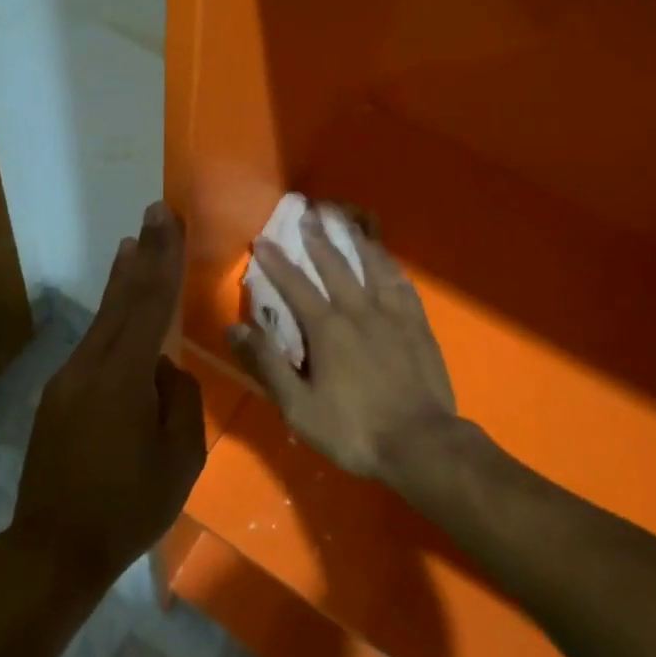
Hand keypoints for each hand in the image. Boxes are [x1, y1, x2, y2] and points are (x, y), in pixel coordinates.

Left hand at [11, 203, 206, 591]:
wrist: (53, 549)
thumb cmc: (128, 507)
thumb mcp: (180, 457)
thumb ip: (179, 399)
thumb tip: (165, 369)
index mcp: (124, 377)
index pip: (150, 304)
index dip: (162, 258)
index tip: (167, 219)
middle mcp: (90, 365)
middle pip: (122, 299)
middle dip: (142, 254)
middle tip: (155, 213)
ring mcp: (68, 379)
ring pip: (103, 318)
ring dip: (121, 280)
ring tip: (130, 245)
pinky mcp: (59, 395)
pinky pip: (94, 344)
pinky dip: (111, 317)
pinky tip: (119, 312)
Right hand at [228, 208, 457, 483]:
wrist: (421, 443)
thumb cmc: (354, 430)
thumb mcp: (299, 407)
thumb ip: (267, 364)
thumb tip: (234, 327)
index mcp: (327, 328)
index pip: (296, 285)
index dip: (277, 262)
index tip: (263, 239)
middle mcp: (359, 310)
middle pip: (335, 265)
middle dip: (318, 238)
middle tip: (308, 212)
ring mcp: (393, 314)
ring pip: (372, 265)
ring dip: (355, 239)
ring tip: (346, 219)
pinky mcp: (418, 324)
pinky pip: (402, 283)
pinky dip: (390, 265)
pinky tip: (386, 257)